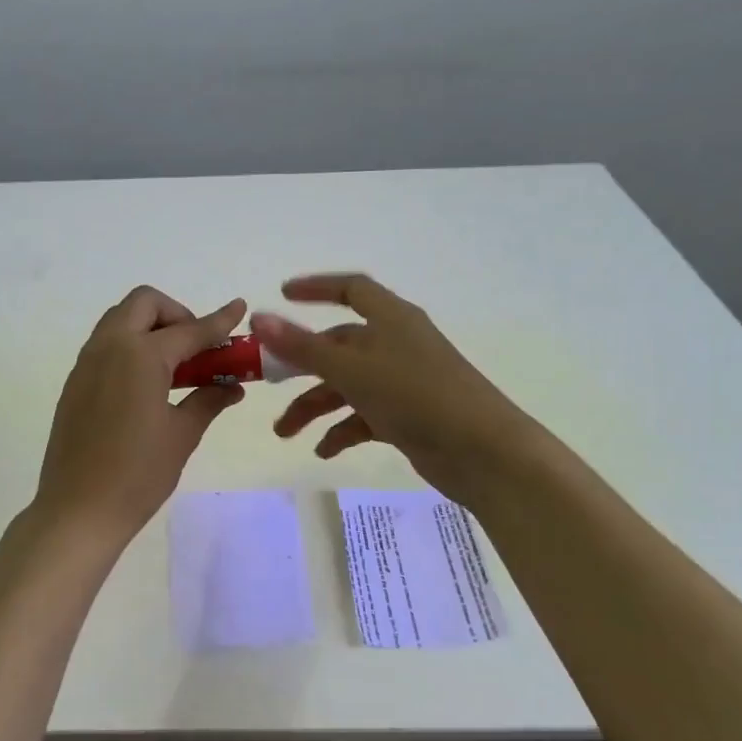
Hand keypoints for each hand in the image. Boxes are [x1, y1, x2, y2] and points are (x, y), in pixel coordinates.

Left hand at [33, 286, 246, 548]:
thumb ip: (208, 400)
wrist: (78, 510)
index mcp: (141, 355)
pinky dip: (131, 346)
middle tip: (196, 348)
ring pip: (120, 320)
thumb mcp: (181, 435)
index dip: (218, 320)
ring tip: (175, 366)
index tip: (239, 307)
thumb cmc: (138, 474)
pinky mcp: (75, 383)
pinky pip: (105, 345)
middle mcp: (109, 347)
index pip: (189, 330)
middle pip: (144, 304)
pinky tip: (147, 384)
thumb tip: (232, 388)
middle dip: (176, 314)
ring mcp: (86, 364)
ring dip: (151, 327)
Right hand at [253, 274, 538, 506]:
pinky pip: (364, 416)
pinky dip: (342, 431)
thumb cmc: (416, 396)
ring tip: (285, 433)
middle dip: (301, 367)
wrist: (483, 452)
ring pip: (347, 386)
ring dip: (315, 407)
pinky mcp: (408, 416)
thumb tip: (258, 317)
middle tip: (267, 384)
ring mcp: (403, 382)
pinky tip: (325, 452)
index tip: (282, 295)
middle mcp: (396, 344)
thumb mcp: (352, 369)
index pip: (351, 289)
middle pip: (339, 346)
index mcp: (391, 320)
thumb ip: (303, 347)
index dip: (316, 288)